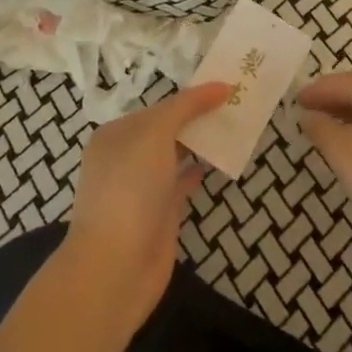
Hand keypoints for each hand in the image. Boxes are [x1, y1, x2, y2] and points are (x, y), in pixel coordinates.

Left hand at [60, 81, 233, 338]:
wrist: (116, 266)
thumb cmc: (130, 189)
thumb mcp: (155, 134)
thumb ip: (186, 107)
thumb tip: (221, 85)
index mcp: (115, 134)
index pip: (158, 106)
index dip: (190, 97)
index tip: (225, 87)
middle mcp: (125, 158)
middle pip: (166, 129)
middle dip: (196, 118)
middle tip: (236, 105)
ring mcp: (142, 188)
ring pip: (175, 156)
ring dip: (200, 143)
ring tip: (233, 128)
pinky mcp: (159, 214)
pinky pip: (181, 183)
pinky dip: (198, 171)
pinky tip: (216, 163)